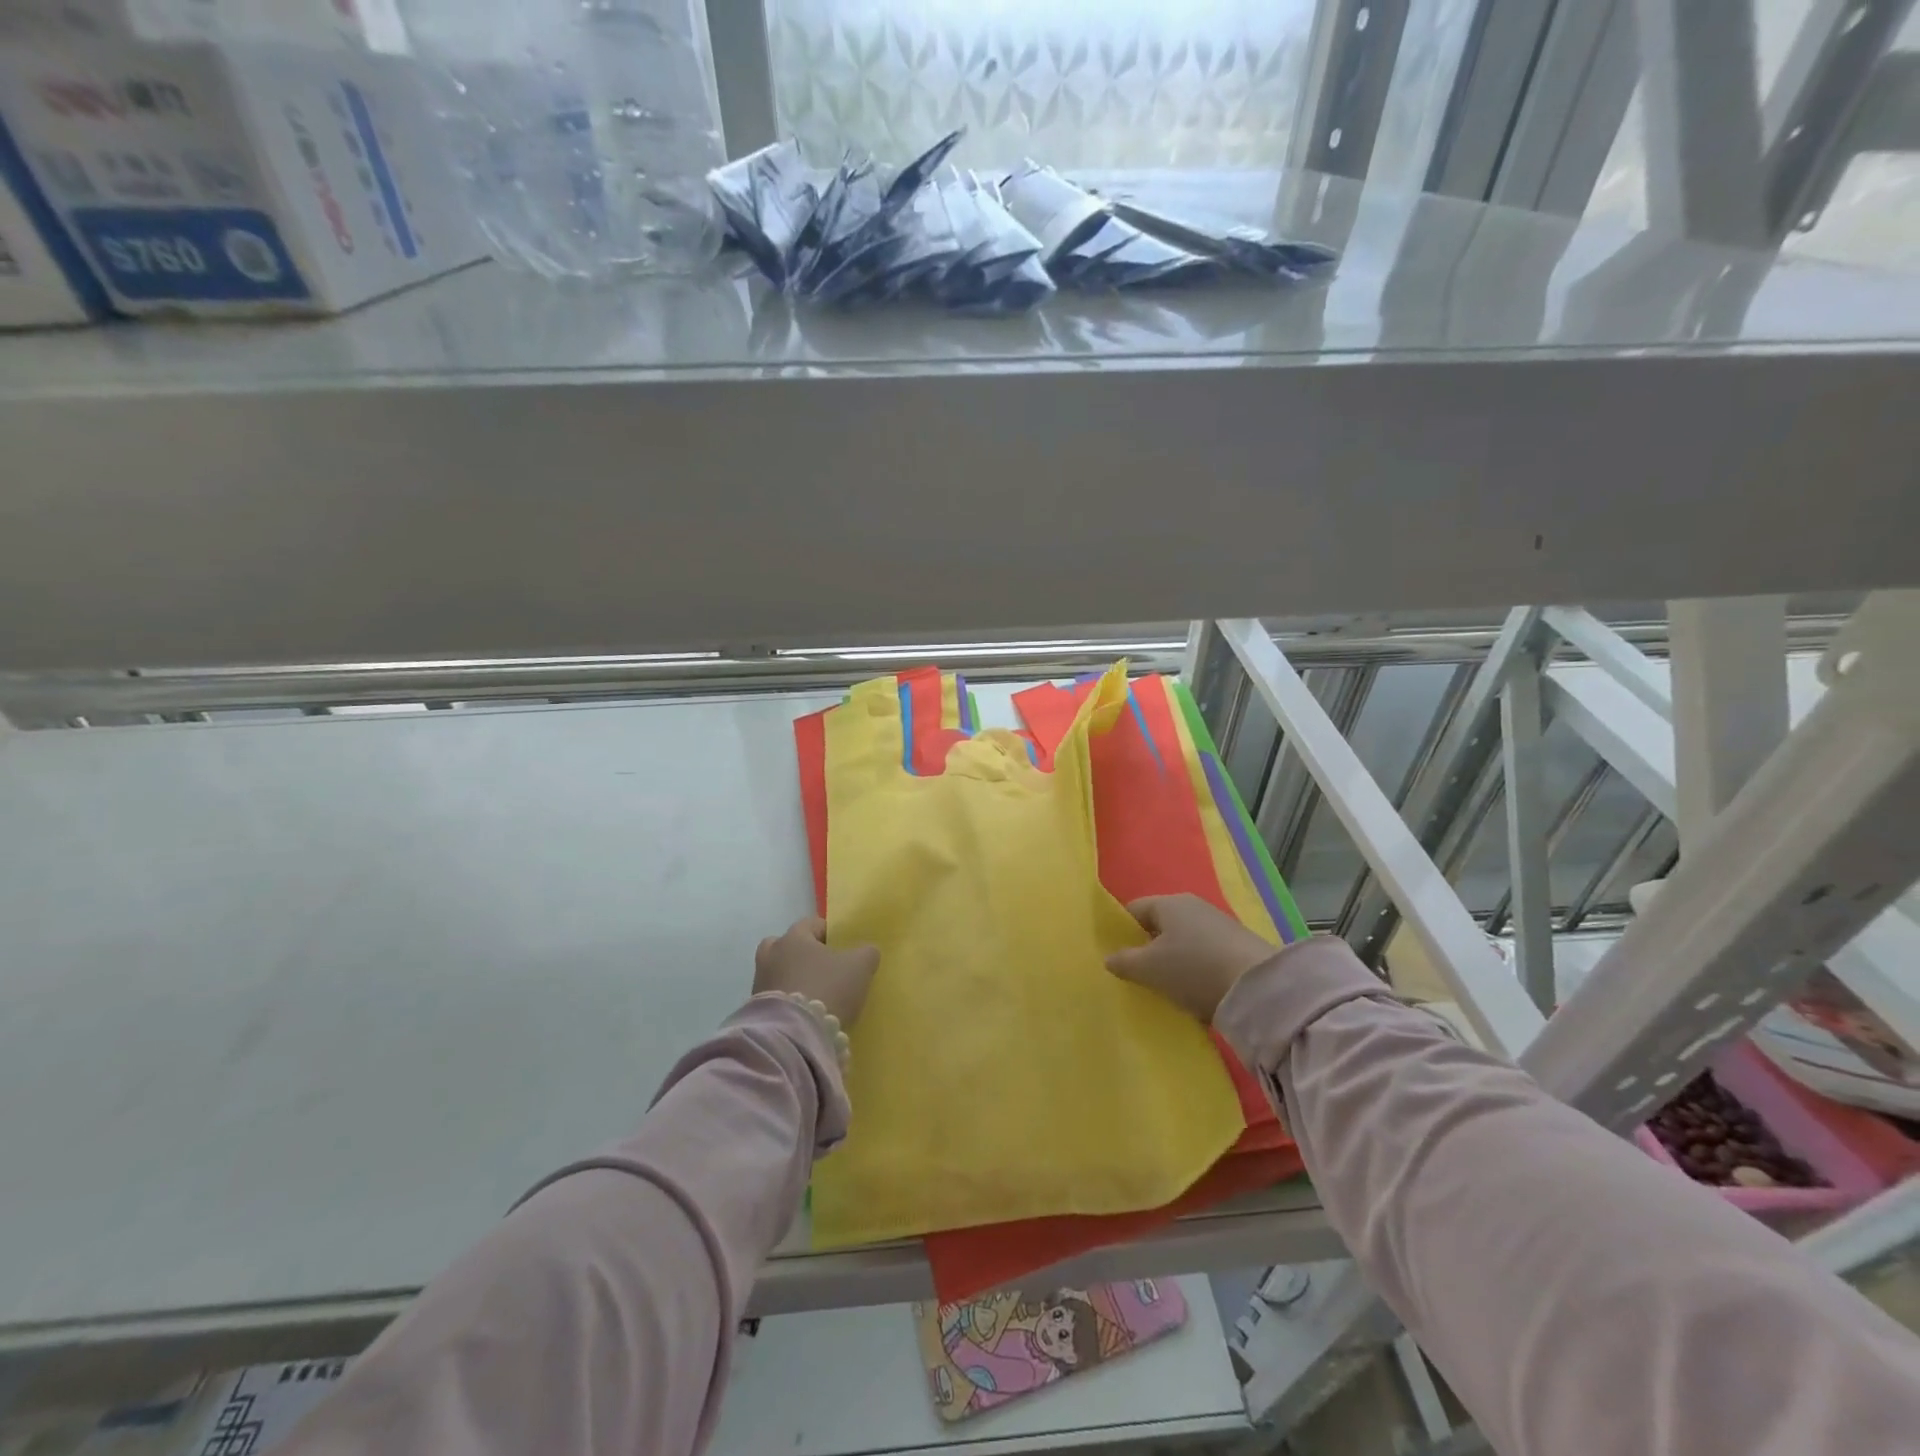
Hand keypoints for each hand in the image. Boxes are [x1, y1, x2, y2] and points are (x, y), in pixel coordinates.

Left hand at [754, 917, 880, 1027]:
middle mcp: (772, 955)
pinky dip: (787, 1001)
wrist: (795, 1035)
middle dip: (801, 954)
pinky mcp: (756, 1010)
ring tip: (814, 994)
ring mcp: (760, 983)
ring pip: (777, 972)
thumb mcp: (860, 966)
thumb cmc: (828, 988)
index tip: (842, 946)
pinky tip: (804, 1013)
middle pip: (785, 946)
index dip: (828, 932)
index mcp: (794, 937)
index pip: (811, 924)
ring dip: (792, 979)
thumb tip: (867, 951)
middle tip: (821, 968)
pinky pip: (774, 997)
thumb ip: (866, 953)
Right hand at [1106, 894, 1275, 1022]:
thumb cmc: (1193, 969)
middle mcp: (1193, 906)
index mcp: (1169, 903)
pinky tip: (1194, 992)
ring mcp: (1218, 925)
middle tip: (1136, 975)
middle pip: (1159, 926)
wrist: (1258, 988)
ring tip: (1164, 988)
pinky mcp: (1237, 946)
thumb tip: (1109, 957)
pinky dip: (1194, 971)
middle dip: (1147, 949)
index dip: (1120, 930)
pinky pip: (1204, 955)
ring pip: (1182, 942)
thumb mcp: (1149, 969)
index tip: (1115, 956)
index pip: (1133, 909)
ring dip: (1172, 962)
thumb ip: (1124, 962)